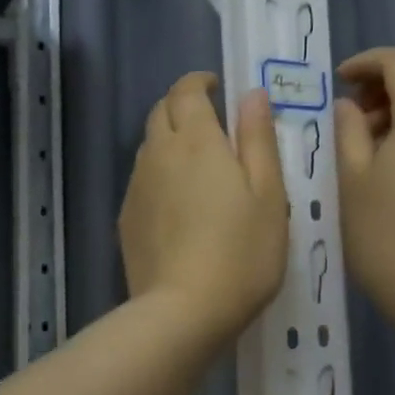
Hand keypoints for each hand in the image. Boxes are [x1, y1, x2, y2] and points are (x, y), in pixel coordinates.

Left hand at [120, 73, 288, 341]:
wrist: (184, 312)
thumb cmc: (242, 252)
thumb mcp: (268, 194)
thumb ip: (257, 138)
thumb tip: (251, 94)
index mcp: (195, 140)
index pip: (186, 90)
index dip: (199, 82)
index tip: (217, 88)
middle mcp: (157, 154)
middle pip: (160, 112)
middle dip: (182, 106)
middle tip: (211, 124)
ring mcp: (136, 187)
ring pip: (148, 147)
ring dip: (169, 141)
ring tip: (198, 166)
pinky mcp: (126, 219)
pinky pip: (142, 180)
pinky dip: (159, 175)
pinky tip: (179, 206)